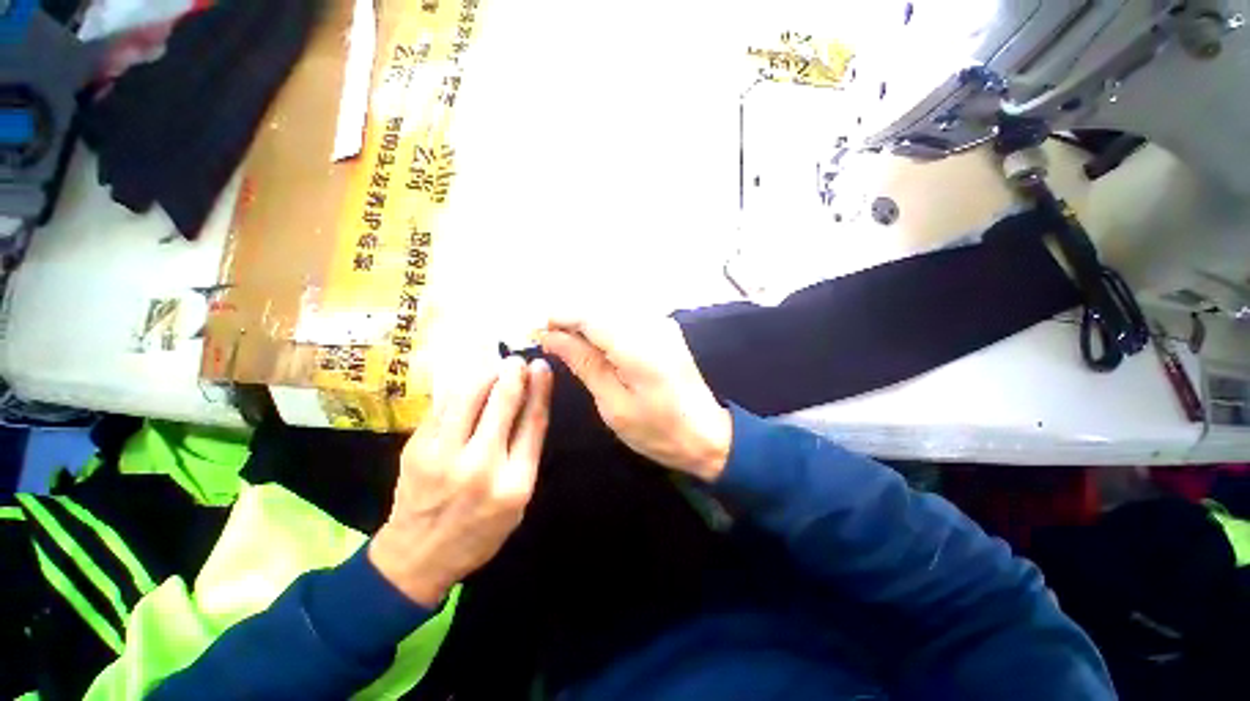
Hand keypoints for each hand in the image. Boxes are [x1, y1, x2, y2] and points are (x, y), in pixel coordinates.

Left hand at [369, 356, 552, 606]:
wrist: (417, 556)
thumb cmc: (480, 530)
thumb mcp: (518, 500)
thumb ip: (525, 452)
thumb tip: (531, 403)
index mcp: (514, 482)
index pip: (533, 422)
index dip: (540, 389)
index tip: (542, 368)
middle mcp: (480, 465)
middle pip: (502, 403)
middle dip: (513, 374)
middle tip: (518, 360)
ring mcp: (443, 456)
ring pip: (468, 397)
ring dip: (485, 375)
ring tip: (495, 367)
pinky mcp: (416, 449)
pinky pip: (443, 405)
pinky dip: (460, 388)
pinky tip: (470, 381)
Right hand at [542, 315, 731, 481]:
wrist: (706, 434)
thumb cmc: (657, 429)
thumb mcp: (612, 404)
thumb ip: (583, 363)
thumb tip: (551, 336)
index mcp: (637, 345)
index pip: (588, 314)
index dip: (557, 318)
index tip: (536, 333)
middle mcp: (651, 324)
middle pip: (598, 307)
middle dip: (569, 320)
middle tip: (550, 343)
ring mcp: (661, 323)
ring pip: (610, 309)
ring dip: (586, 323)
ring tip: (568, 347)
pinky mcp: (665, 328)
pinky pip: (626, 318)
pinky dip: (604, 327)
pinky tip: (595, 346)